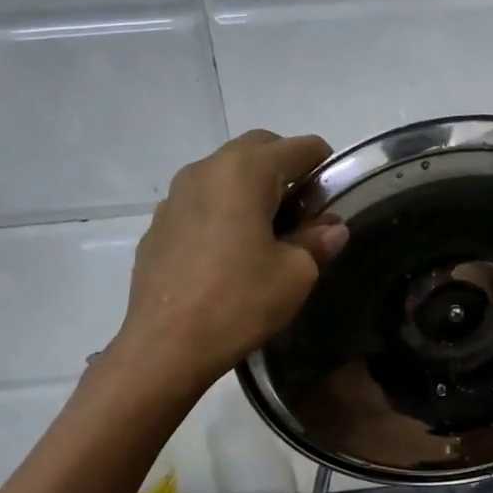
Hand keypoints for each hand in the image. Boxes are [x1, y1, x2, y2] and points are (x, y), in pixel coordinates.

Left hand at [109, 131, 346, 387]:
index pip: (299, 147)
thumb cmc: (240, 301)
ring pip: (225, 174)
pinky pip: (201, 202)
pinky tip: (230, 254)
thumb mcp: (296, 274)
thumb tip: (331, 228)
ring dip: (252, 189)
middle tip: (304, 211)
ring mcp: (176, 196)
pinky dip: (223, 211)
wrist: (166, 345)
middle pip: (258, 148)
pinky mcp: (159, 225)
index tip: (334, 197)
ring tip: (268, 233)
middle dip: (286, 169)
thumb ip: (317, 241)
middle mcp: (206, 169)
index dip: (325, 166)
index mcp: (246, 171)